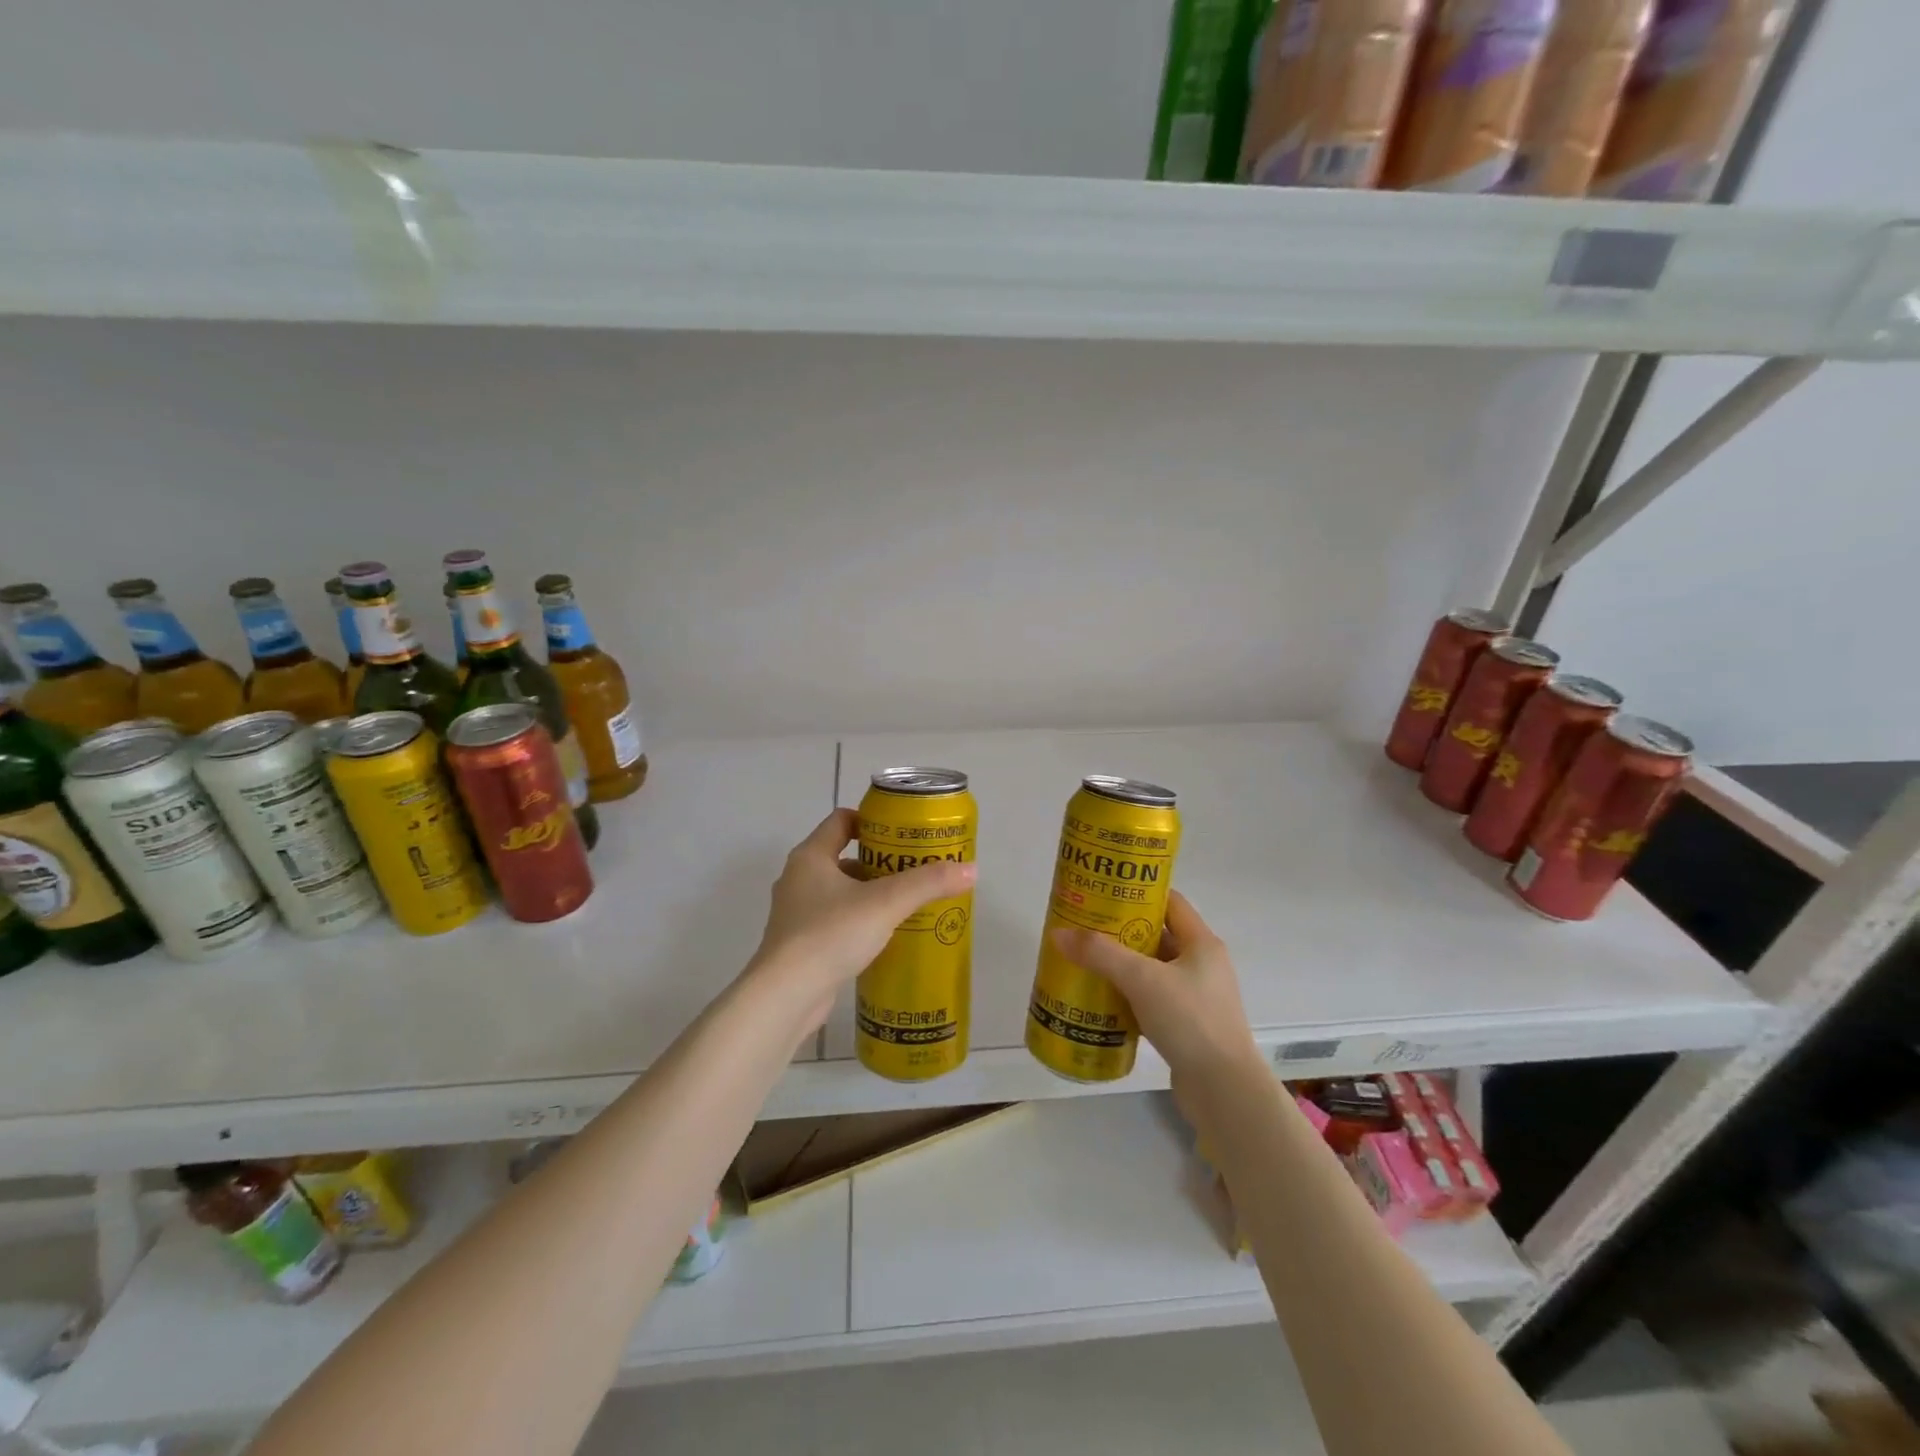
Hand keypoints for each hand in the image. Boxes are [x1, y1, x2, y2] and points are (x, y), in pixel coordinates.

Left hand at [750, 808, 975, 1027]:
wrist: (786, 996)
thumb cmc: (831, 934)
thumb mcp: (886, 903)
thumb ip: (928, 883)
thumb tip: (972, 869)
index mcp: (810, 856)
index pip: (841, 820)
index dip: (873, 820)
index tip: (904, 833)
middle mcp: (798, 878)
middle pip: (844, 856)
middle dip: (880, 862)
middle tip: (915, 870)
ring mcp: (796, 913)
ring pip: (841, 892)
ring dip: (870, 894)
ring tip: (907, 904)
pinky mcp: (800, 944)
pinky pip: (836, 921)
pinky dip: (859, 921)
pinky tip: (885, 936)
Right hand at [1050, 892, 1261, 1088]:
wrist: (1224, 1091)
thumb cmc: (1190, 1021)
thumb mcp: (1141, 979)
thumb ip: (1100, 954)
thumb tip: (1058, 933)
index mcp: (1201, 943)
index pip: (1169, 902)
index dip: (1137, 892)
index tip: (1103, 892)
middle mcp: (1202, 965)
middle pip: (1156, 935)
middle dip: (1120, 931)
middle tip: (1083, 928)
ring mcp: (1196, 997)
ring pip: (1151, 971)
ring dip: (1121, 966)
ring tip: (1084, 961)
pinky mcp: (1187, 1026)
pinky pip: (1151, 1000)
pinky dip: (1128, 997)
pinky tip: (1100, 1000)